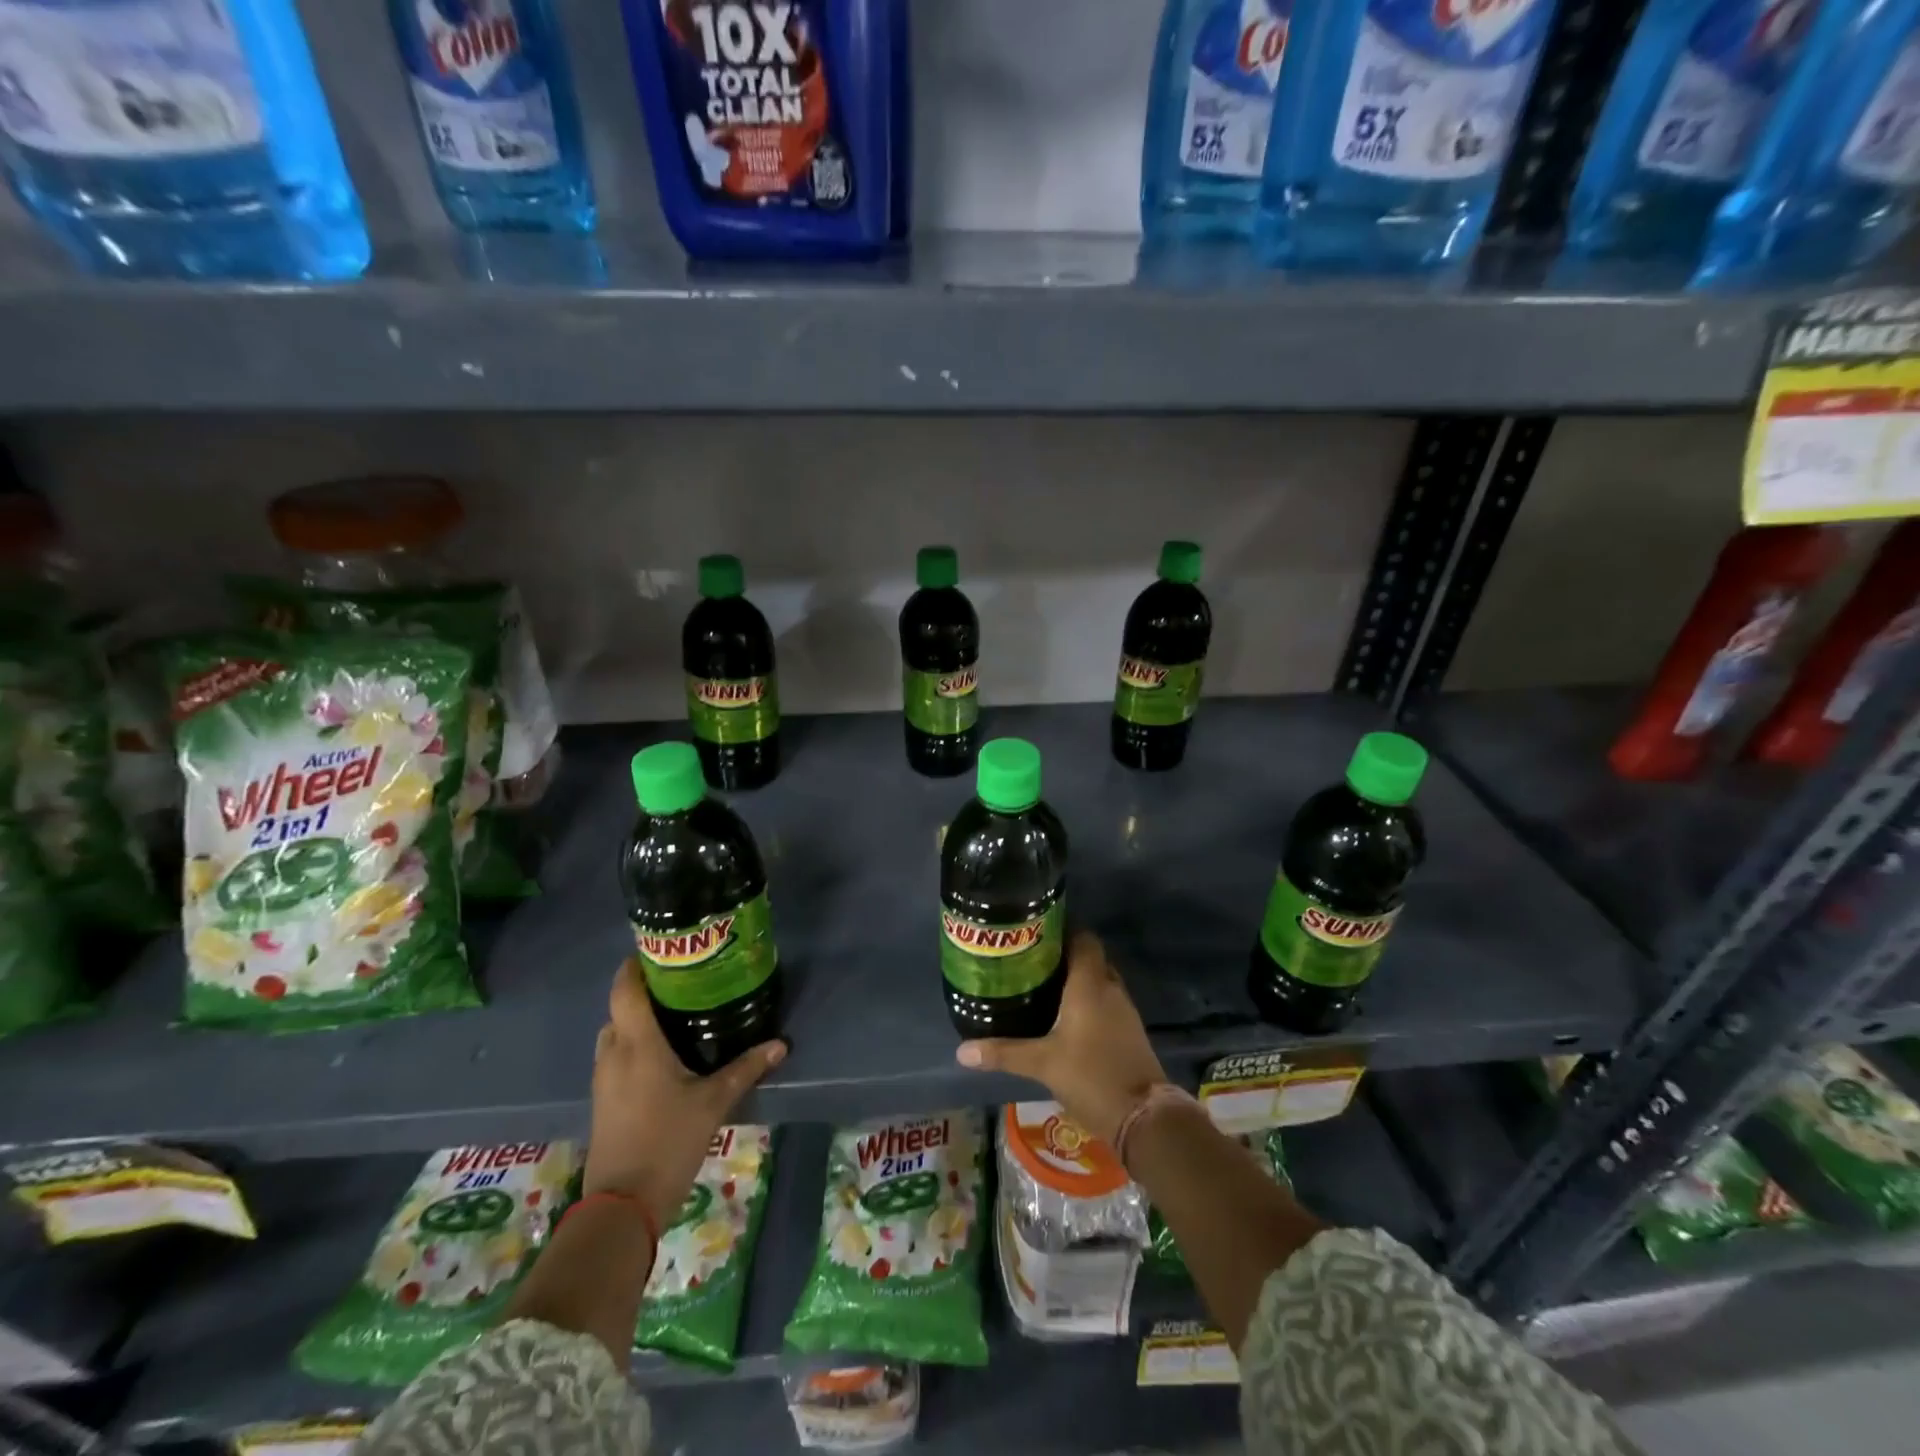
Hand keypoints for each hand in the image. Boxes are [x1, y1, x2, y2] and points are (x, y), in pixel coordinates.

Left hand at [584, 958, 785, 1230]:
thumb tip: (781, 1043)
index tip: (660, 950)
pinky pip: (614, 1058)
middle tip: (681, 984)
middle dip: (643, 992)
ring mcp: (603, 1080)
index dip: (635, 965)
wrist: (622, 1206)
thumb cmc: (668, 1140)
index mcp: (637, 1043)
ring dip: (636, 1021)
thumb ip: (746, 1068)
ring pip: (615, 1034)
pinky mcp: (603, 1102)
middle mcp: (614, 1054)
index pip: (625, 989)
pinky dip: (632, 1046)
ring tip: (674, 1016)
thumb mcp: (714, 1101)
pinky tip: (662, 1057)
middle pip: (619, 1009)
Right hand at [954, 931, 1165, 1145]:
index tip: (1034, 933)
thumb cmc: (1091, 1077)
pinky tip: (1064, 1016)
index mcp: (1090, 984)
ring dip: (1076, 979)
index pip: (1083, 938)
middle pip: (1090, 957)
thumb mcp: (1042, 1064)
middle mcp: (1110, 989)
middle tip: (1030, 960)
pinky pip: (1106, 1002)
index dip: (1062, 930)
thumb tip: (961, 1051)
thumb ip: (1003, 1053)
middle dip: (1063, 956)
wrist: (1144, 1118)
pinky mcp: (1129, 1031)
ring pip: (1099, 980)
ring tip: (1042, 985)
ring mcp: (1124, 1010)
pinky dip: (1088, 1001)